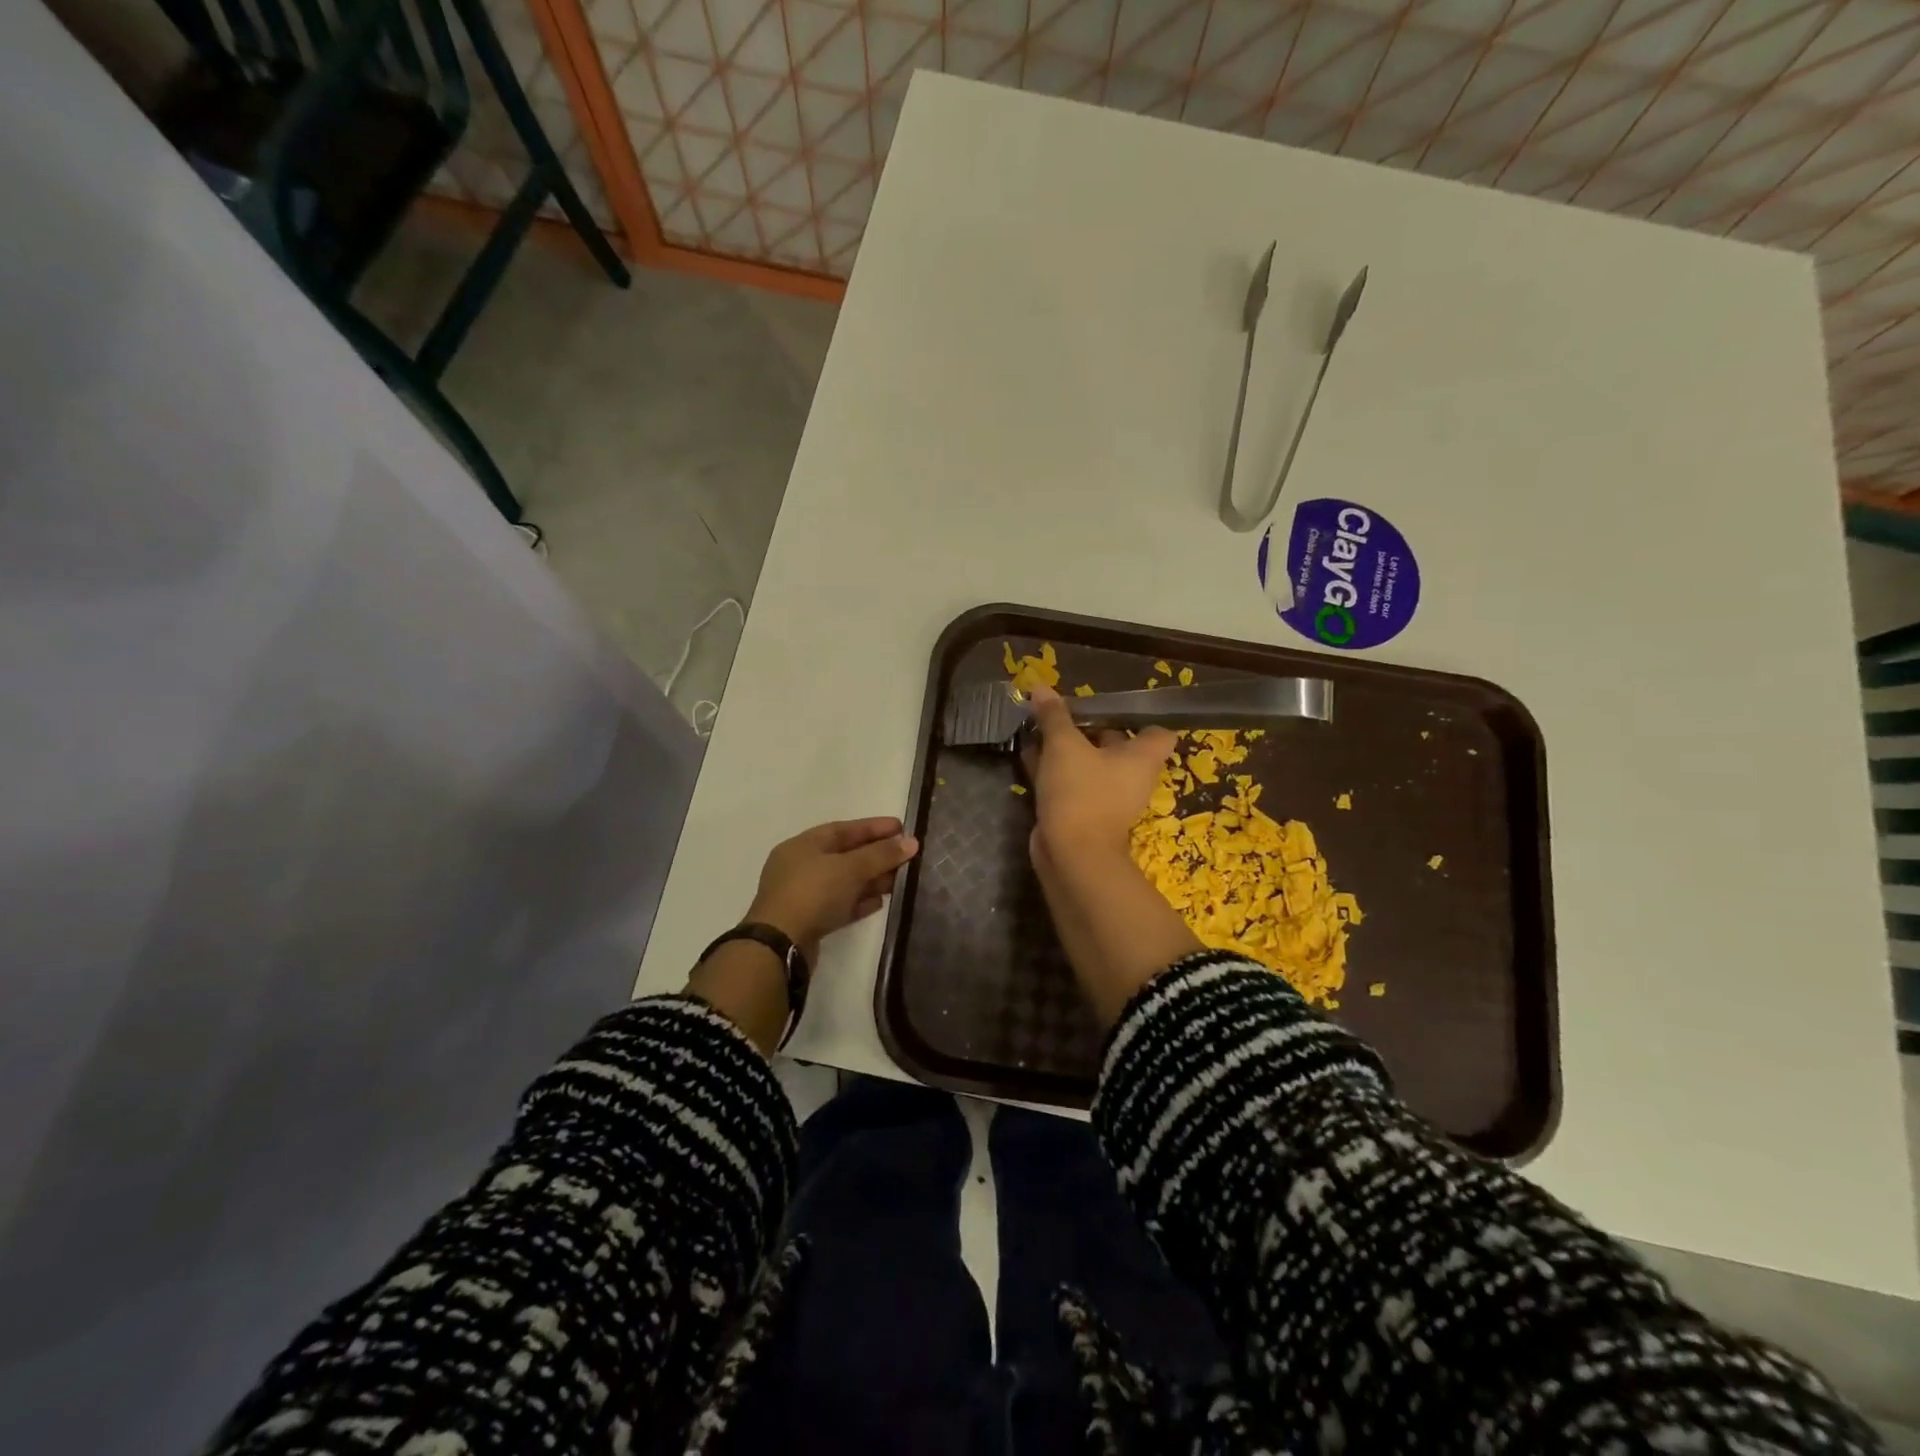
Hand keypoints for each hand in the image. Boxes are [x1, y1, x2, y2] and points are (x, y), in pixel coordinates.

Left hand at [746, 817, 919, 960]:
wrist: (779, 945)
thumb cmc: (813, 893)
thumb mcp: (850, 868)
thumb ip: (881, 855)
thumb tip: (911, 842)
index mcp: (804, 845)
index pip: (843, 829)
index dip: (873, 827)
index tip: (901, 828)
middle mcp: (801, 866)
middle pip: (845, 855)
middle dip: (876, 855)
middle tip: (906, 856)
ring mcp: (803, 895)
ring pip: (844, 882)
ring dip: (871, 880)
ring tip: (899, 880)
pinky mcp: (809, 921)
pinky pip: (839, 905)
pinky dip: (859, 902)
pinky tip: (879, 903)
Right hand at [1020, 688, 1199, 1026]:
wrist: (1071, 854)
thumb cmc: (1081, 792)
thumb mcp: (1064, 745)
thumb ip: (1054, 715)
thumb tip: (1040, 686)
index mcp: (1142, 758)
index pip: (1160, 732)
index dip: (1141, 717)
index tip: (1112, 705)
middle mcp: (1131, 777)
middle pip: (1117, 744)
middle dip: (1090, 727)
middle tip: (1063, 711)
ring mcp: (1107, 797)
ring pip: (1088, 764)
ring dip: (1067, 749)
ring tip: (1039, 727)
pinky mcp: (1083, 812)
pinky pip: (1070, 782)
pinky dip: (1053, 769)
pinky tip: (1027, 753)